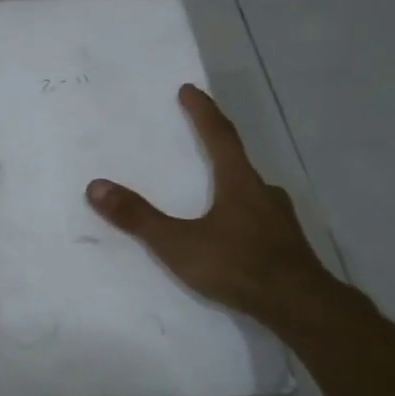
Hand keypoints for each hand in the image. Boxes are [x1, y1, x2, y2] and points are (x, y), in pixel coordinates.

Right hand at [86, 84, 335, 325]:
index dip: (203, 112)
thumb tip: (96, 186)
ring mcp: (281, 220)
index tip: (190, 90)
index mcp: (239, 182)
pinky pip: (260, 221)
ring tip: (213, 193)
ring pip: (252, 193)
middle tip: (199, 143)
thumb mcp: (178, 243)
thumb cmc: (237, 265)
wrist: (298, 306)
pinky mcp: (288, 246)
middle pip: (239, 162)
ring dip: (232, 187)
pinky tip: (235, 235)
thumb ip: (139, 218)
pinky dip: (243, 217)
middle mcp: (264, 193)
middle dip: (219, 150)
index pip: (220, 136)